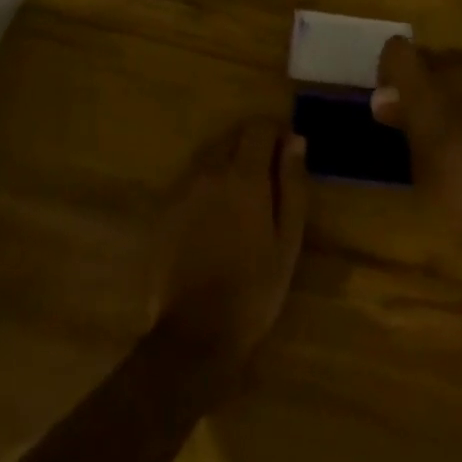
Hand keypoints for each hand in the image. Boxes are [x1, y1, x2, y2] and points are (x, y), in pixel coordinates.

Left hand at [151, 118, 306, 371]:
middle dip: (252, 142)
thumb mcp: (288, 239)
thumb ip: (292, 184)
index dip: (275, 131)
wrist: (195, 334)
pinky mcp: (166, 209)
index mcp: (244, 175)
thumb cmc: (254, 288)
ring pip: (209, 154)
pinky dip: (207, 180)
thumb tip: (295, 140)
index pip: (259, 127)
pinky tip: (216, 210)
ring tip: (242, 190)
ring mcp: (183, 189)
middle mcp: (210, 171)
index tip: (287, 148)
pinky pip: (191, 178)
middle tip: (268, 171)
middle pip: (232, 135)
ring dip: (228, 159)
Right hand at [370, 38, 461, 249]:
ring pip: (459, 66)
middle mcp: (457, 71)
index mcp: (426, 86)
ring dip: (449, 85)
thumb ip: (403, 124)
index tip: (390, 99)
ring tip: (450, 122)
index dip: (389, 69)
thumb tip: (384, 99)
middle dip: (420, 78)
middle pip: (429, 55)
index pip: (397, 49)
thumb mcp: (420, 167)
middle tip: (418, 115)